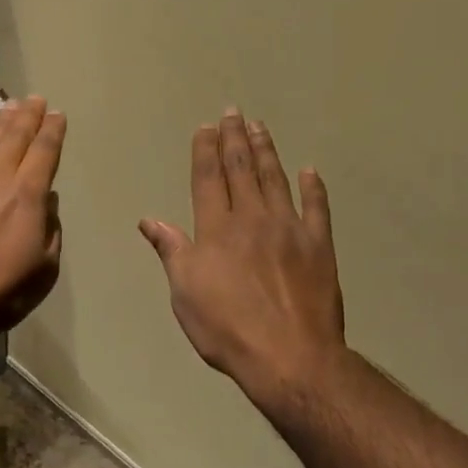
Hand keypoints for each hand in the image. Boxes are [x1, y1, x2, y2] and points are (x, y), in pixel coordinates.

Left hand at [0, 96, 65, 347]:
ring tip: (9, 107)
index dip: (53, 131)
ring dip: (0, 124)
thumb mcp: (44, 270)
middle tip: (36, 98)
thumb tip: (49, 204)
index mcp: (28, 196)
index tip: (57, 114)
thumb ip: (51, 232)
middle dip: (29, 116)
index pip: (44, 152)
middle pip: (16, 139)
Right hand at [139, 109, 346, 402]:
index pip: (208, 178)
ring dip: (266, 150)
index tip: (206, 127)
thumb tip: (149, 220)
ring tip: (260, 126)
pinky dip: (313, 187)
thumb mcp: (185, 293)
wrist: (289, 356)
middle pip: (241, 168)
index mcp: (216, 228)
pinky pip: (317, 207)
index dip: (205, 150)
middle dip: (235, 138)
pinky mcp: (319, 244)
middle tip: (233, 112)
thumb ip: (171, 250)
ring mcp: (289, 228)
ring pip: (275, 178)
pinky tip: (310, 171)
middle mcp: (252, 218)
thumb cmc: (227, 328)